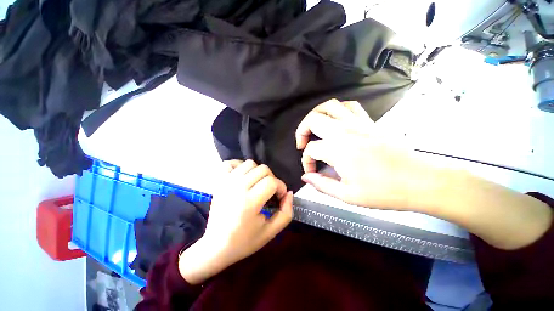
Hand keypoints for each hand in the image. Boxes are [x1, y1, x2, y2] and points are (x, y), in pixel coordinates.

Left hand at [179, 160, 293, 283]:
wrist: (215, 246)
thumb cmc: (244, 241)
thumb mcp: (271, 231)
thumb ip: (286, 212)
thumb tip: (289, 193)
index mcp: (250, 202)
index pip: (272, 182)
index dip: (281, 188)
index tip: (279, 197)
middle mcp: (237, 188)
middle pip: (263, 169)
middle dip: (272, 179)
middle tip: (270, 192)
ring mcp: (227, 182)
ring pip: (250, 163)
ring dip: (258, 172)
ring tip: (257, 185)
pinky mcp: (219, 181)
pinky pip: (231, 162)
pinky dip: (240, 166)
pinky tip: (243, 178)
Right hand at [297, 100, 552, 249]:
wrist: (420, 181)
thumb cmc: (383, 191)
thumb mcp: (347, 195)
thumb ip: (321, 184)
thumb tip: (305, 176)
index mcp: (337, 149)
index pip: (311, 150)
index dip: (306, 161)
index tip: (311, 171)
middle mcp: (344, 131)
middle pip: (313, 120)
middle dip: (302, 131)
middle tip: (302, 144)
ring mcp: (357, 123)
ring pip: (329, 106)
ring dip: (316, 114)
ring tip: (313, 127)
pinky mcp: (369, 122)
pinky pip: (349, 106)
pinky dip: (337, 109)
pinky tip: (335, 120)